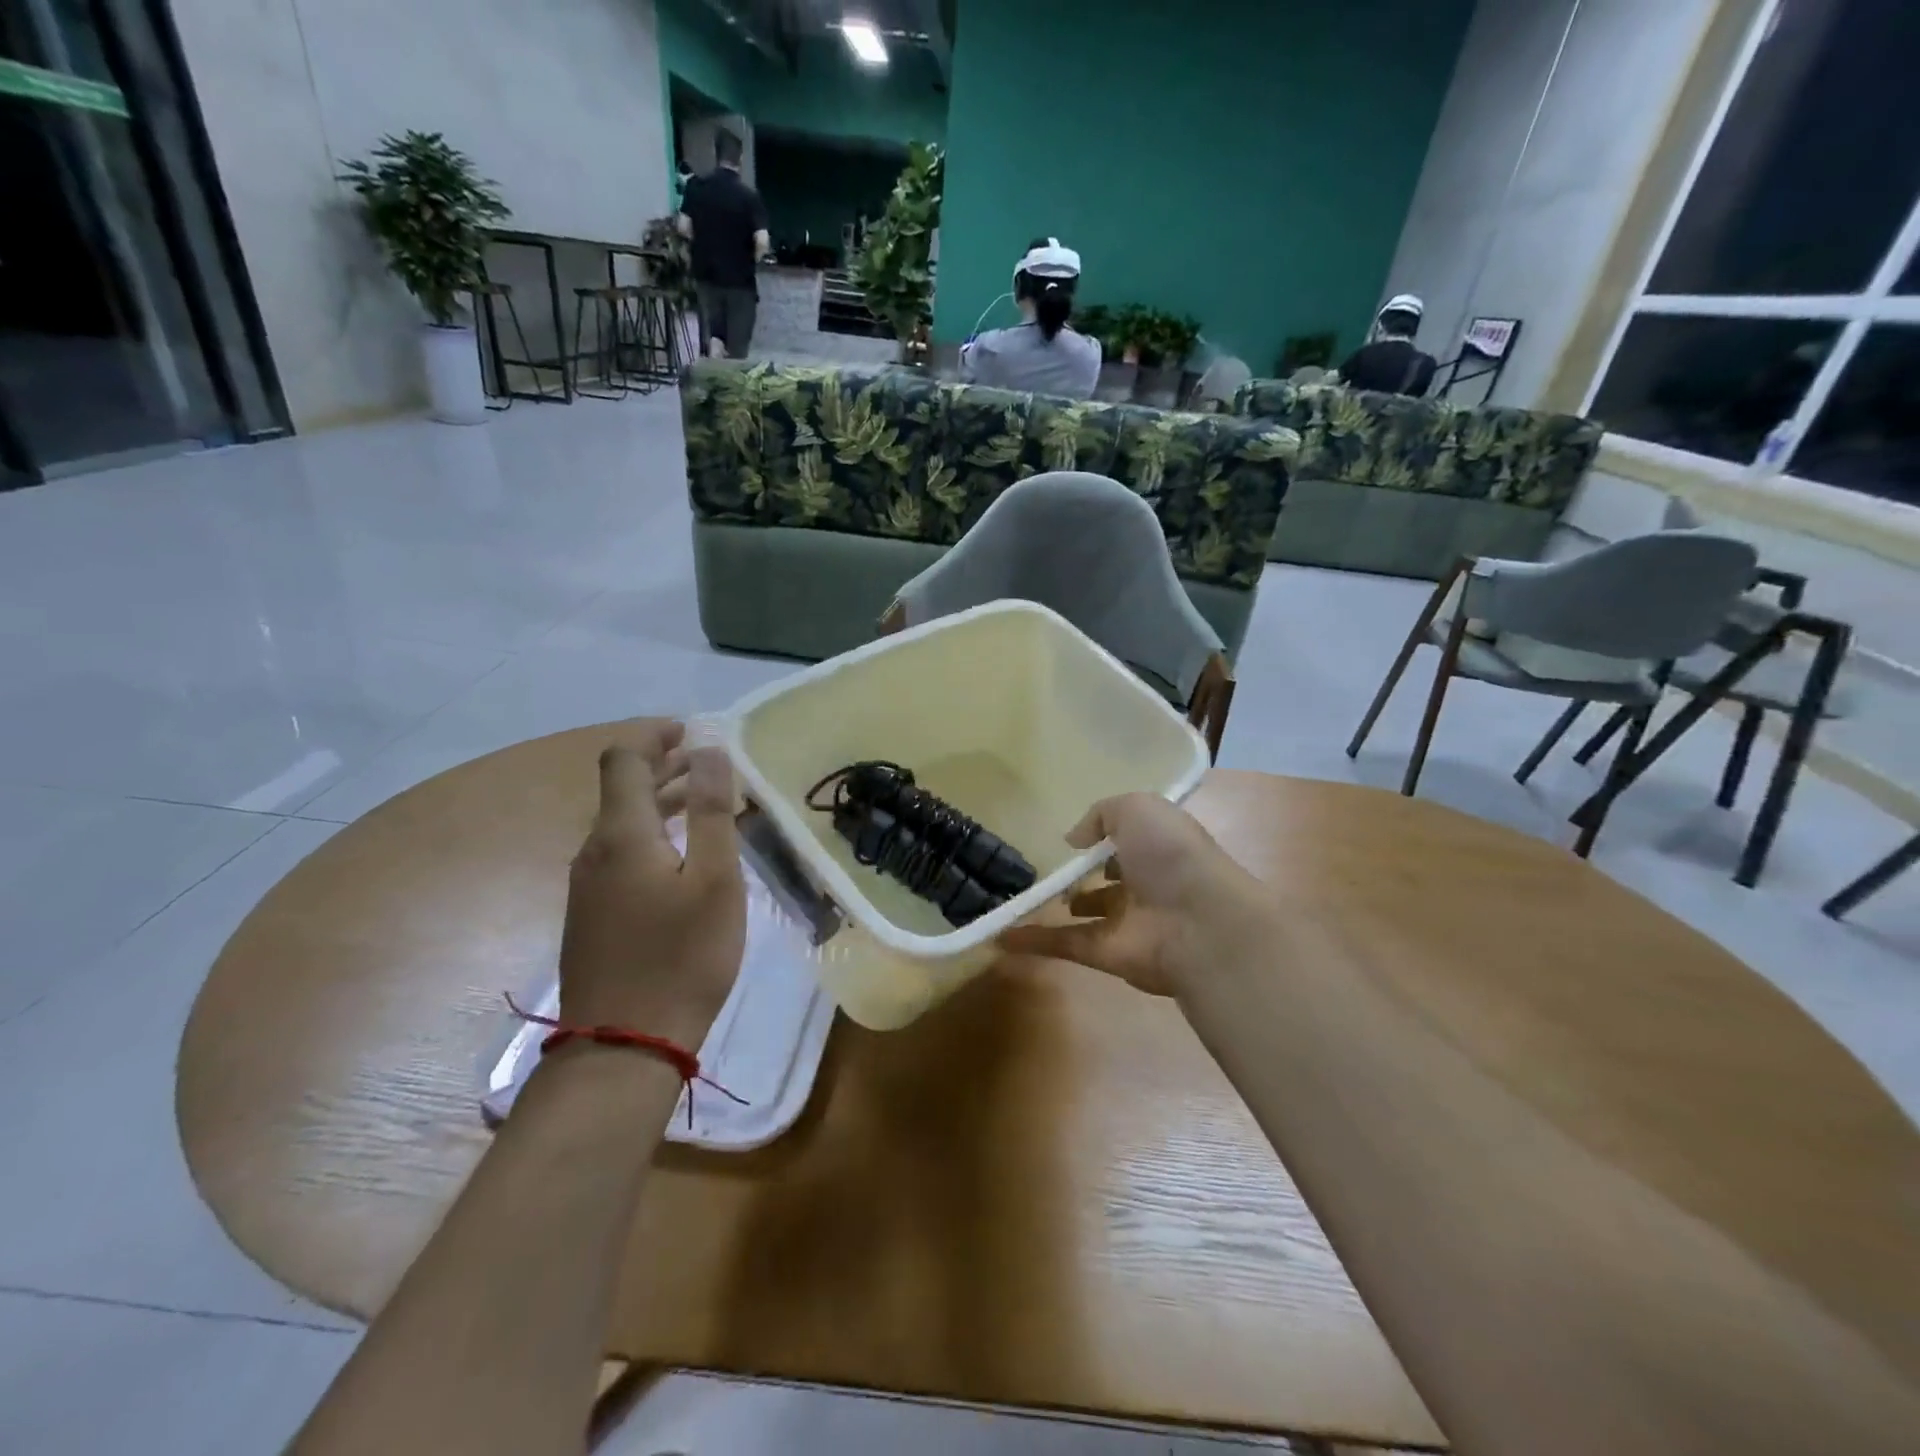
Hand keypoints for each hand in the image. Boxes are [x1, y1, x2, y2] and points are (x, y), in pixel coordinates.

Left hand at [557, 721, 744, 1046]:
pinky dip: (653, 836)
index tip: (692, 730)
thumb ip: (710, 810)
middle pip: (622, 790)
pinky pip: (620, 854)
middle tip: (712, 765)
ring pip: (622, 824)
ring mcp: (588, 885)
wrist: (625, 1043)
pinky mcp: (591, 915)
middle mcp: (594, 850)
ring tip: (706, 805)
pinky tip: (684, 858)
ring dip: (661, 803)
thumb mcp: (713, 878)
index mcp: (621, 834)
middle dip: (665, 767)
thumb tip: (709, 751)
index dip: (654, 736)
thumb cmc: (682, 956)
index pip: (624, 760)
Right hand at [999, 793, 1264, 997]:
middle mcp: (1145, 885)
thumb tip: (1074, 839)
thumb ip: (1101, 814)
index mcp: (1157, 848)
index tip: (1073, 838)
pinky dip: (1033, 941)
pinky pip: (1065, 944)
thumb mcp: (1138, 808)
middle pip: (1107, 880)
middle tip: (1044, 869)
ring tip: (1020, 897)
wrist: (1200, 922)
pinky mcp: (1107, 955)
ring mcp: (1126, 923)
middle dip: (1081, 876)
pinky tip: (999, 936)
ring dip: (1057, 908)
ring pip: (1085, 915)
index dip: (1104, 839)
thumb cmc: (1171, 855)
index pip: (1128, 842)